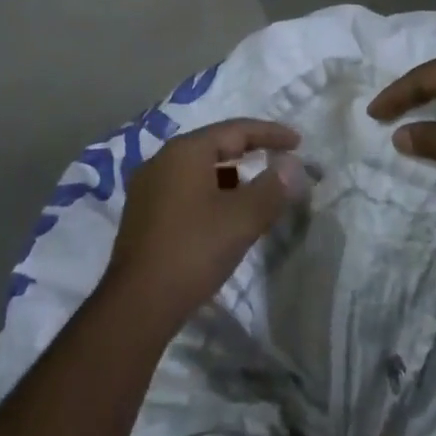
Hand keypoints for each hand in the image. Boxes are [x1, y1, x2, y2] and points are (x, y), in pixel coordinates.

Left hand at [102, 119, 306, 330]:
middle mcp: (162, 160)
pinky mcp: (142, 215)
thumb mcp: (241, 219)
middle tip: (279, 162)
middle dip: (250, 152)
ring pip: (199, 170)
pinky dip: (210, 194)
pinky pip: (185, 190)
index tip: (298, 142)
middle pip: (214, 146)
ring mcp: (148, 187)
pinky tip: (223, 217)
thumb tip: (292, 167)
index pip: (235, 130)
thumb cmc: (193, 251)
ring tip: (255, 193)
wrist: (137, 305)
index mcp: (185, 151)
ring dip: (230, 176)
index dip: (270, 133)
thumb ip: (271, 188)